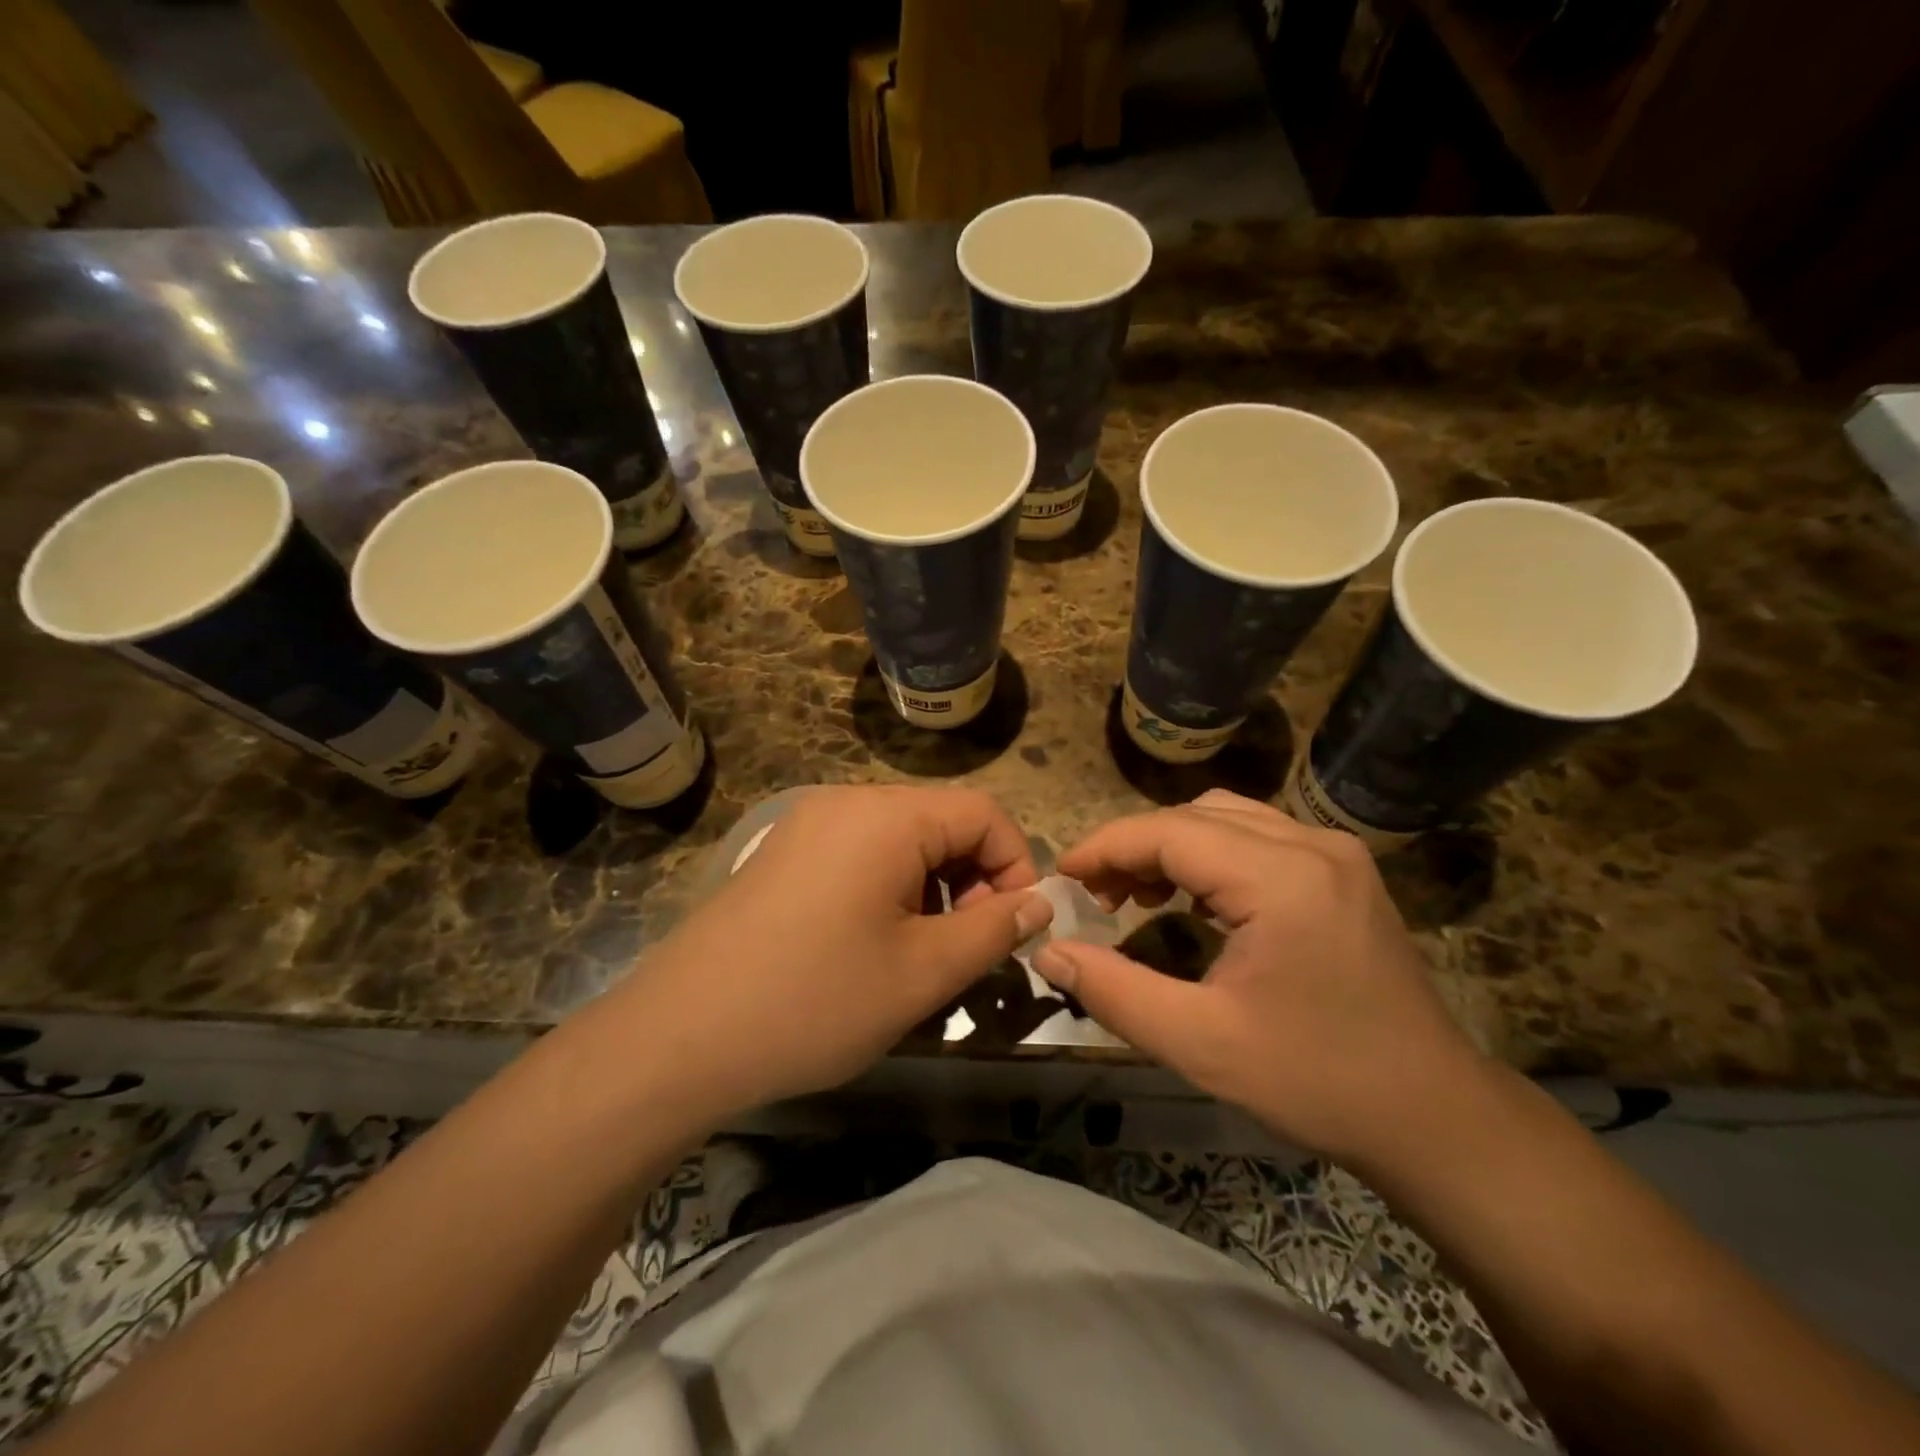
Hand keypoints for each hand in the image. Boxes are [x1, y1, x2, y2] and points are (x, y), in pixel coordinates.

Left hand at [610, 786, 1050, 1121]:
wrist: (678, 1038)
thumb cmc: (814, 1001)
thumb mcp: (922, 973)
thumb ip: (993, 930)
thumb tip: (1037, 902)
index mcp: (885, 816)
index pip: (983, 812)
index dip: (1015, 866)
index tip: (1012, 931)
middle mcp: (846, 802)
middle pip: (942, 822)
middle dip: (972, 881)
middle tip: (966, 950)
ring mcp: (808, 825)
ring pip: (902, 841)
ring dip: (932, 889)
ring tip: (920, 955)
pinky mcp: (784, 854)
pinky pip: (860, 855)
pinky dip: (890, 889)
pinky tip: (872, 946)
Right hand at [1033, 790, 1484, 1167]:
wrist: (1434, 1114)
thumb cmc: (1316, 1081)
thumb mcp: (1200, 1044)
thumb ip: (1114, 991)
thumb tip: (1048, 951)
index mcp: (1281, 879)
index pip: (1168, 832)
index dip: (1104, 847)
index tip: (1061, 877)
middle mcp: (1312, 845)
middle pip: (1194, 816)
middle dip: (1133, 846)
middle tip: (1094, 896)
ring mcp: (1335, 853)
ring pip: (1225, 817)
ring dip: (1171, 846)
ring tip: (1136, 895)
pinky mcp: (1343, 871)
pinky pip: (1257, 836)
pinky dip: (1210, 854)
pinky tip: (1193, 898)